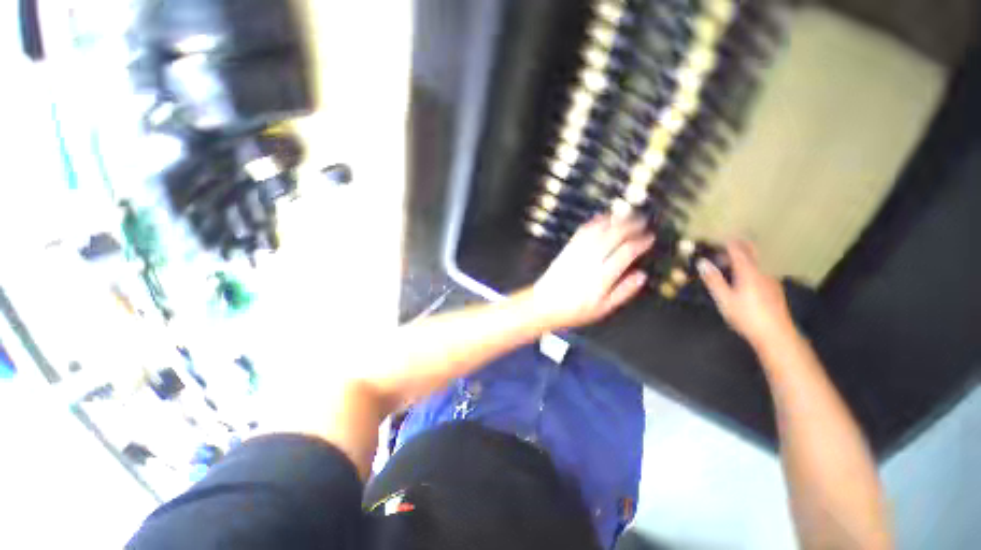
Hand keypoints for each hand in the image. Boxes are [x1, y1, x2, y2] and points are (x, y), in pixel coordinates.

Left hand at [531, 214, 653, 328]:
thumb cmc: (574, 311)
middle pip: (613, 236)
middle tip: (642, 220)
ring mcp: (576, 254)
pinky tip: (601, 218)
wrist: (543, 305)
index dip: (640, 243)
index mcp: (601, 278)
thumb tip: (641, 276)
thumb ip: (623, 292)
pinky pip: (581, 232)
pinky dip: (593, 223)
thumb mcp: (603, 309)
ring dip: (613, 220)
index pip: (625, 253)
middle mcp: (590, 262)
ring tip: (626, 214)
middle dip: (630, 225)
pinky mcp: (566, 250)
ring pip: (598, 231)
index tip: (649, 238)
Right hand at [698, 240, 794, 346]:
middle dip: (740, 245)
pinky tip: (746, 276)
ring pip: (758, 261)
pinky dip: (751, 267)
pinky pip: (761, 270)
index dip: (729, 242)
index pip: (738, 250)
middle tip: (728, 243)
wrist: (776, 334)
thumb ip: (713, 279)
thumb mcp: (724, 299)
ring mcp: (771, 280)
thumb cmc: (746, 316)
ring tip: (732, 261)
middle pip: (752, 252)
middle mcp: (762, 271)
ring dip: (746, 256)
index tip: (720, 237)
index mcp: (748, 272)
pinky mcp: (774, 289)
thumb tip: (702, 262)